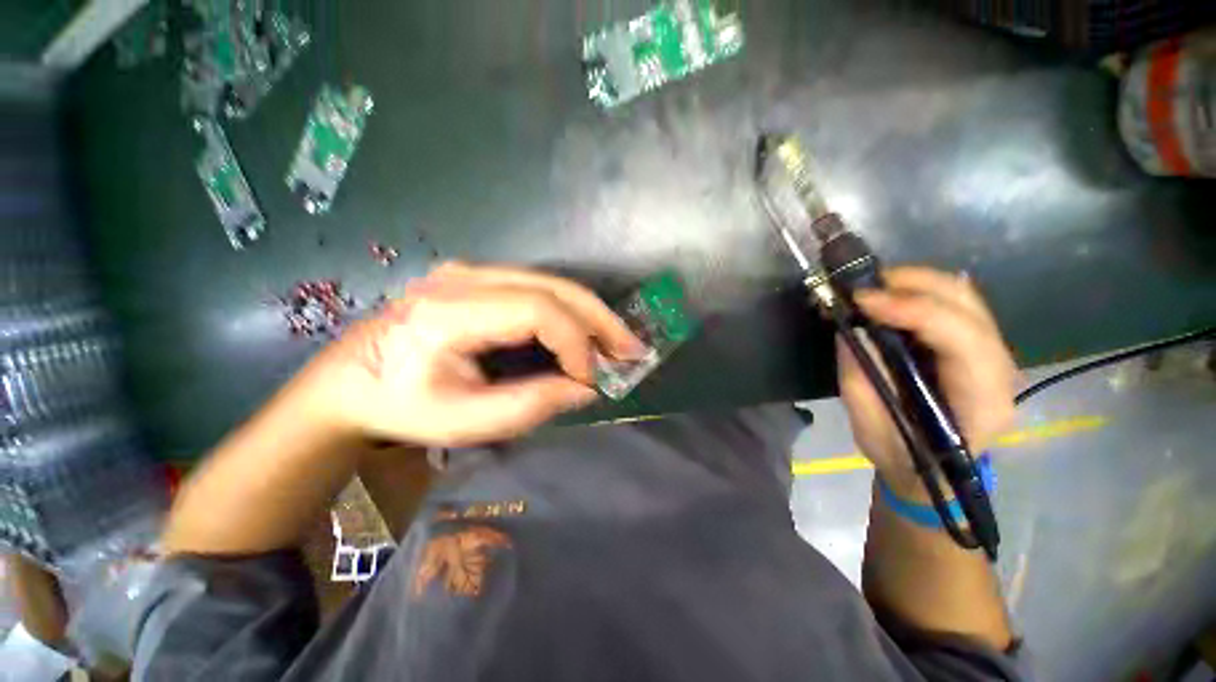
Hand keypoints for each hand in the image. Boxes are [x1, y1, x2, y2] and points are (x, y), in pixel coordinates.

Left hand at [315, 262, 643, 446]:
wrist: (350, 382)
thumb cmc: (402, 407)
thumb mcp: (466, 421)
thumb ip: (532, 405)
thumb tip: (585, 389)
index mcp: (451, 310)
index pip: (537, 310)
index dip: (575, 342)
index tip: (590, 378)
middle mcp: (464, 277)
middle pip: (553, 287)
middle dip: (599, 319)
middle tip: (632, 349)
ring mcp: (471, 272)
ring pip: (551, 284)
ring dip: (590, 314)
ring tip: (617, 343)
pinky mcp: (478, 279)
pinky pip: (538, 289)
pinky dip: (570, 312)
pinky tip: (585, 332)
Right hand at [836, 267, 1017, 496]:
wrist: (936, 472)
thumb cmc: (903, 457)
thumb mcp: (870, 428)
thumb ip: (860, 379)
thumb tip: (847, 330)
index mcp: (981, 401)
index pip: (961, 338)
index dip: (911, 310)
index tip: (861, 302)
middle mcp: (1000, 369)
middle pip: (968, 305)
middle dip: (913, 284)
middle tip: (861, 288)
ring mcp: (993, 354)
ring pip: (964, 297)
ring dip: (915, 283)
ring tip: (872, 288)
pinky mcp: (976, 346)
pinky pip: (955, 303)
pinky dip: (920, 291)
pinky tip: (891, 297)